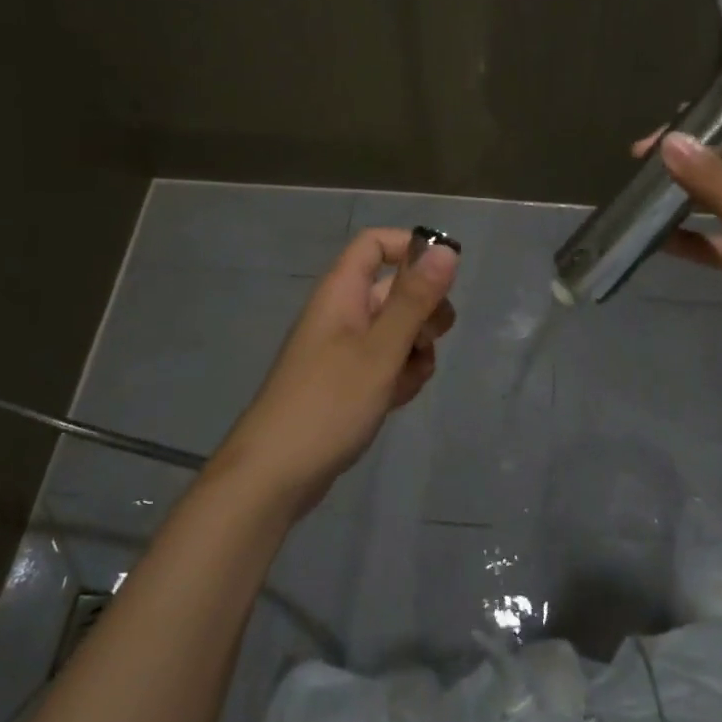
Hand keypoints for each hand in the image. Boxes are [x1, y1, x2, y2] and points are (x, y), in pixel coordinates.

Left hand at [212, 228, 458, 512]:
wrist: (274, 476)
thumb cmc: (328, 404)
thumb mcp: (381, 350)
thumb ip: (414, 300)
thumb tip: (447, 250)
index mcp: (341, 293)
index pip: (375, 244)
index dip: (410, 250)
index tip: (443, 277)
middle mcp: (343, 313)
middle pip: (395, 290)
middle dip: (424, 313)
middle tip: (428, 341)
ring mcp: (345, 350)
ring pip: (398, 331)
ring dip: (415, 351)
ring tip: (406, 380)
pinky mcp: (348, 382)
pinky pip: (387, 363)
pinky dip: (400, 376)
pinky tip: (396, 400)